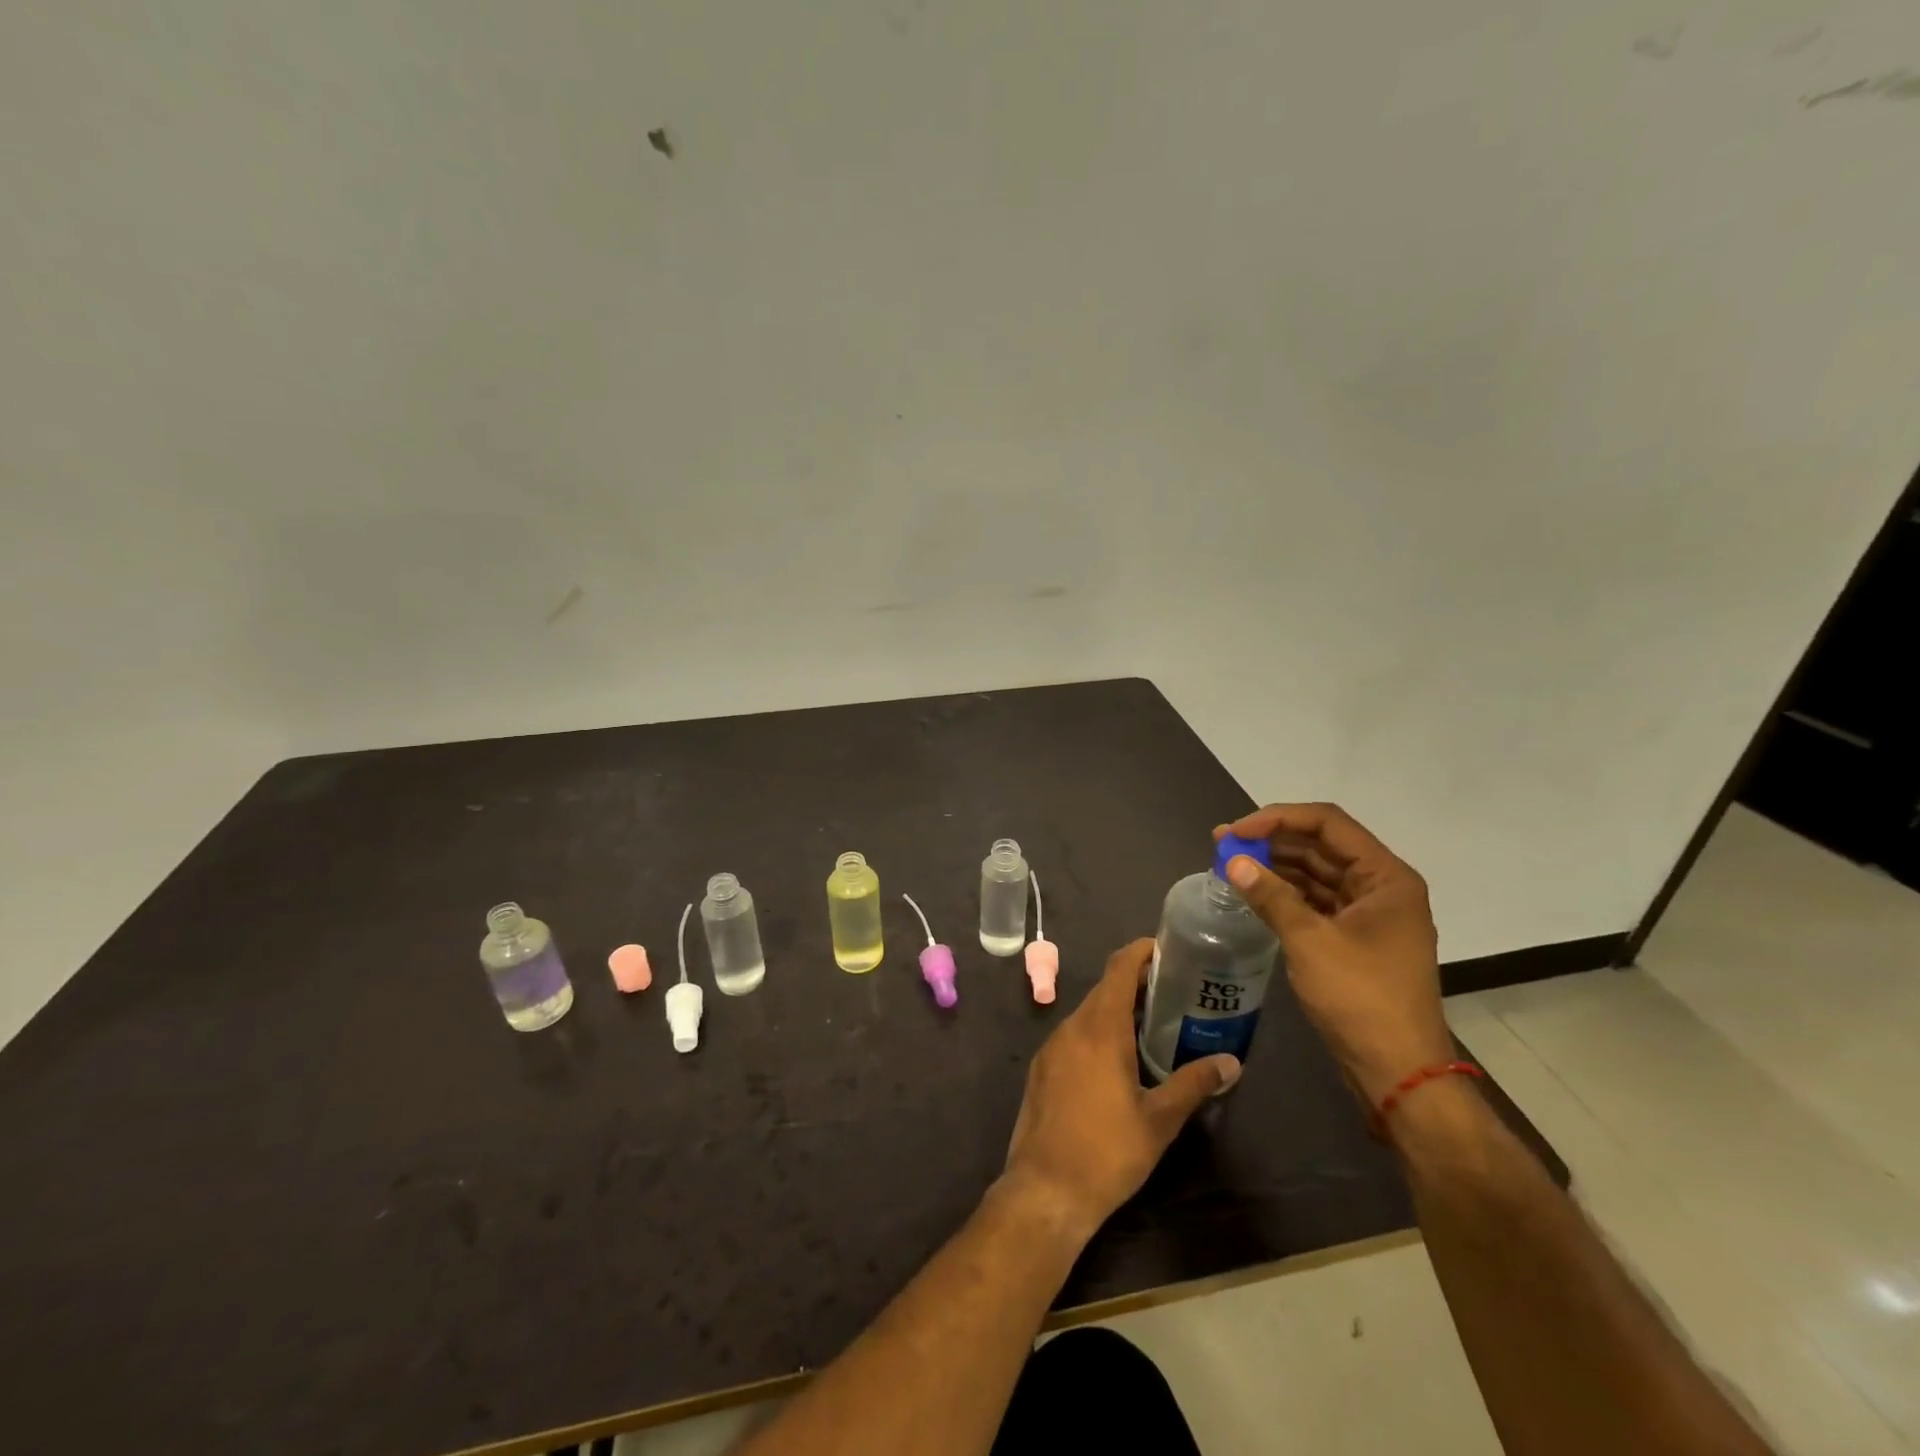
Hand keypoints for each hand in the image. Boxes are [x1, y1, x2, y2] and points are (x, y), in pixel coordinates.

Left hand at [1001, 939, 1239, 1241]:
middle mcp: (1072, 1027)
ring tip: (1153, 1025)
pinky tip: (1118, 1059)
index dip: (1141, 952)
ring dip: (1117, 1009)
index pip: (1119, 969)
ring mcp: (1052, 1047)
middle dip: (1136, 983)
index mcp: (1100, 1029)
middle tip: (1174, 992)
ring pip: (1088, 1012)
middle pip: (1105, 988)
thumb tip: (1231, 1063)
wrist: (1045, 1190)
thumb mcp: (1159, 1120)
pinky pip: (1074, 1035)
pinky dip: (1097, 1031)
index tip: (1167, 949)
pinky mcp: (1041, 1068)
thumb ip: (1193, 1084)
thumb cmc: (1108, 1152)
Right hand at [1215, 804, 1452, 1105]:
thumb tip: (1232, 862)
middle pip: (1322, 845)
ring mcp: (1370, 914)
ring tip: (1231, 865)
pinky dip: (1286, 893)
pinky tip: (1254, 892)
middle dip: (1272, 841)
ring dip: (1276, 866)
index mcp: (1386, 877)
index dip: (1278, 819)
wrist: (1398, 1071)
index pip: (1328, 823)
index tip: (1236, 832)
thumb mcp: (1310, 941)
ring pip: (1317, 873)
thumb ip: (1270, 895)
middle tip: (1223, 844)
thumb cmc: (1360, 999)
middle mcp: (1382, 887)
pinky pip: (1317, 901)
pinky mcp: (1356, 938)